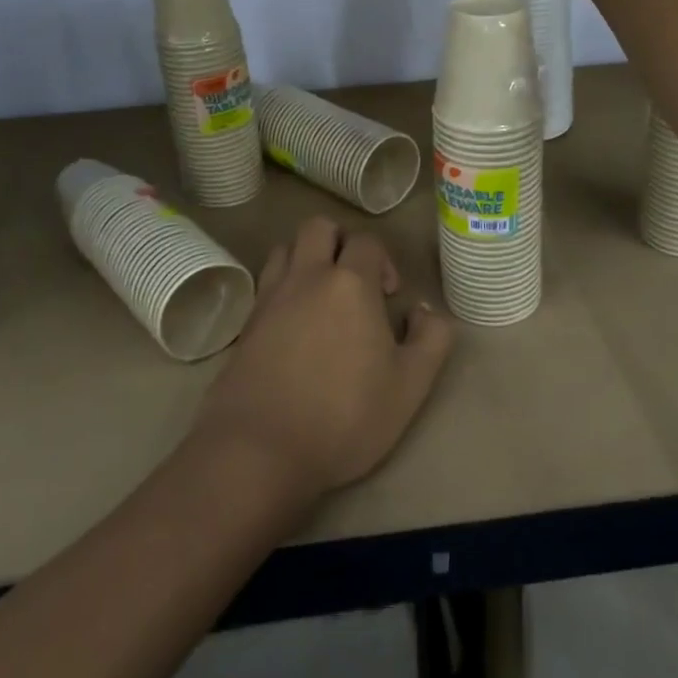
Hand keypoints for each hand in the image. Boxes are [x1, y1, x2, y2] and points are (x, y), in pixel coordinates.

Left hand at [191, 216, 454, 502]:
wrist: (259, 450)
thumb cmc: (344, 417)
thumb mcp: (410, 386)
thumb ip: (431, 340)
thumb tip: (423, 311)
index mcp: (350, 284)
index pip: (367, 241)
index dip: (383, 260)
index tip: (390, 296)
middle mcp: (307, 277)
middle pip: (318, 227)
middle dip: (341, 241)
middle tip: (355, 280)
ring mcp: (270, 298)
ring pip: (286, 248)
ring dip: (307, 258)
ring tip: (322, 296)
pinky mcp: (246, 323)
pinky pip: (266, 283)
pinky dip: (283, 286)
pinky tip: (294, 322)